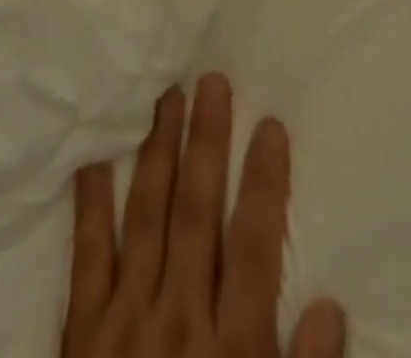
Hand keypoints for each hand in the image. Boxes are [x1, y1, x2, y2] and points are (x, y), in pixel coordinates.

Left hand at [63, 76, 346, 357]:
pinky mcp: (81, 332)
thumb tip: (329, 306)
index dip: (264, 181)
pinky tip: (92, 155)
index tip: (270, 124)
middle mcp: (178, 321)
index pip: (253, 246)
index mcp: (231, 350)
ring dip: (156, 152)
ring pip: (145, 217)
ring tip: (164, 96)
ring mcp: (124, 321)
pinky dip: (89, 204)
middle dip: (205, 144)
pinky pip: (86, 256)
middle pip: (195, 213)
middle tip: (210, 81)